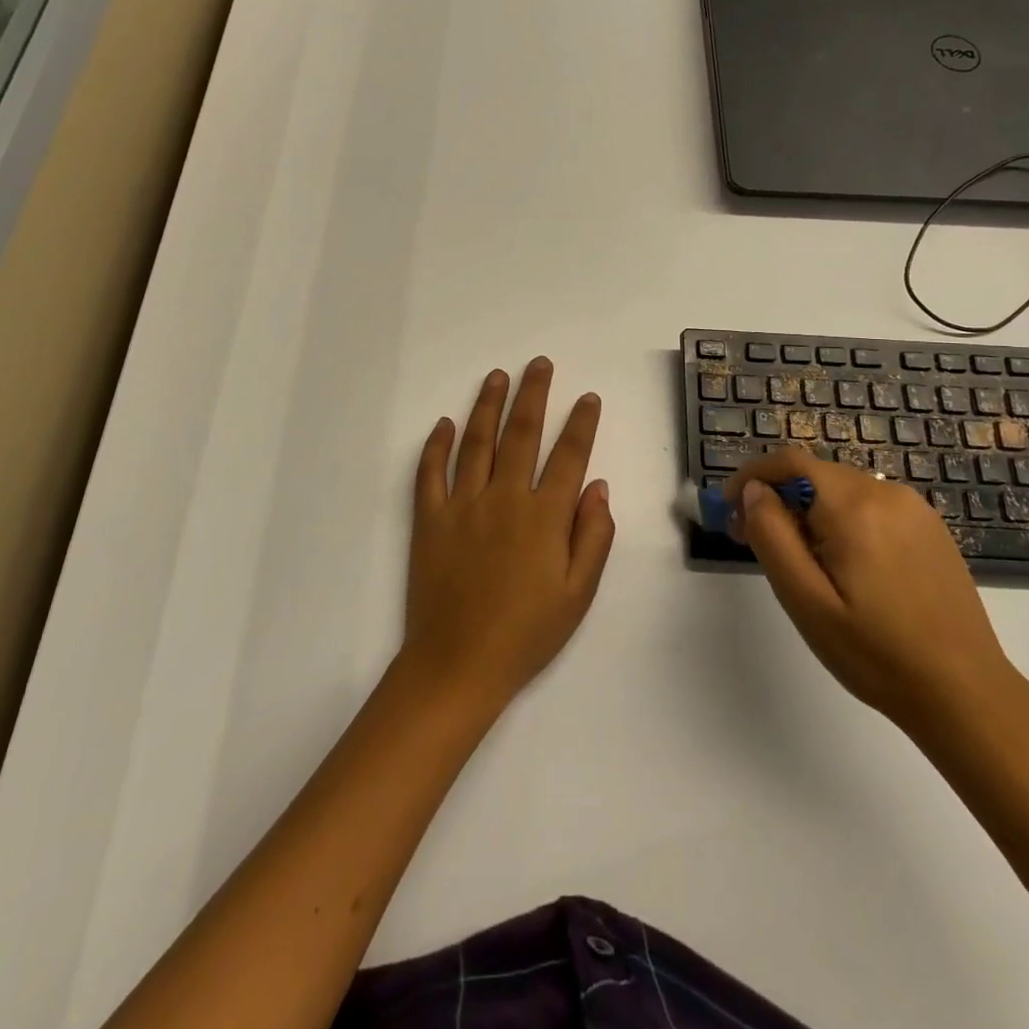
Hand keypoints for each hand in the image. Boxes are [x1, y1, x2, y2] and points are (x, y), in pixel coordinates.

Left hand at [401, 358, 614, 711]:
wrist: (458, 664)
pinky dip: (436, 444)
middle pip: (521, 433)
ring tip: (497, 376)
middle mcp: (504, 498)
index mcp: (544, 517)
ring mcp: (462, 504)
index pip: (568, 456)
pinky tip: (444, 423)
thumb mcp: (578, 595)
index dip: (581, 423)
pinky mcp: (429, 518)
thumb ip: (593, 537)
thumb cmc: (526, 634)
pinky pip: (430, 472)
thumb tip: (598, 486)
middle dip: (533, 394)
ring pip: (476, 441)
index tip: (587, 397)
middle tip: (539, 364)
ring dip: (487, 405)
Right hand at [725, 447, 1023, 733]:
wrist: (966, 694)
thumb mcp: (805, 599)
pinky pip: (870, 507)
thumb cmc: (875, 653)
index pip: (789, 462)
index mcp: (854, 506)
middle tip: (752, 541)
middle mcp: (886, 493)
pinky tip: (842, 565)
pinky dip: (841, 520)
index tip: (727, 508)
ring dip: (808, 510)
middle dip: (777, 498)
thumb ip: (772, 535)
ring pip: (841, 490)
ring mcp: (914, 510)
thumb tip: (754, 491)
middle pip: (815, 474)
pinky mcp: (930, 529)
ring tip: (797, 560)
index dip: (751, 475)